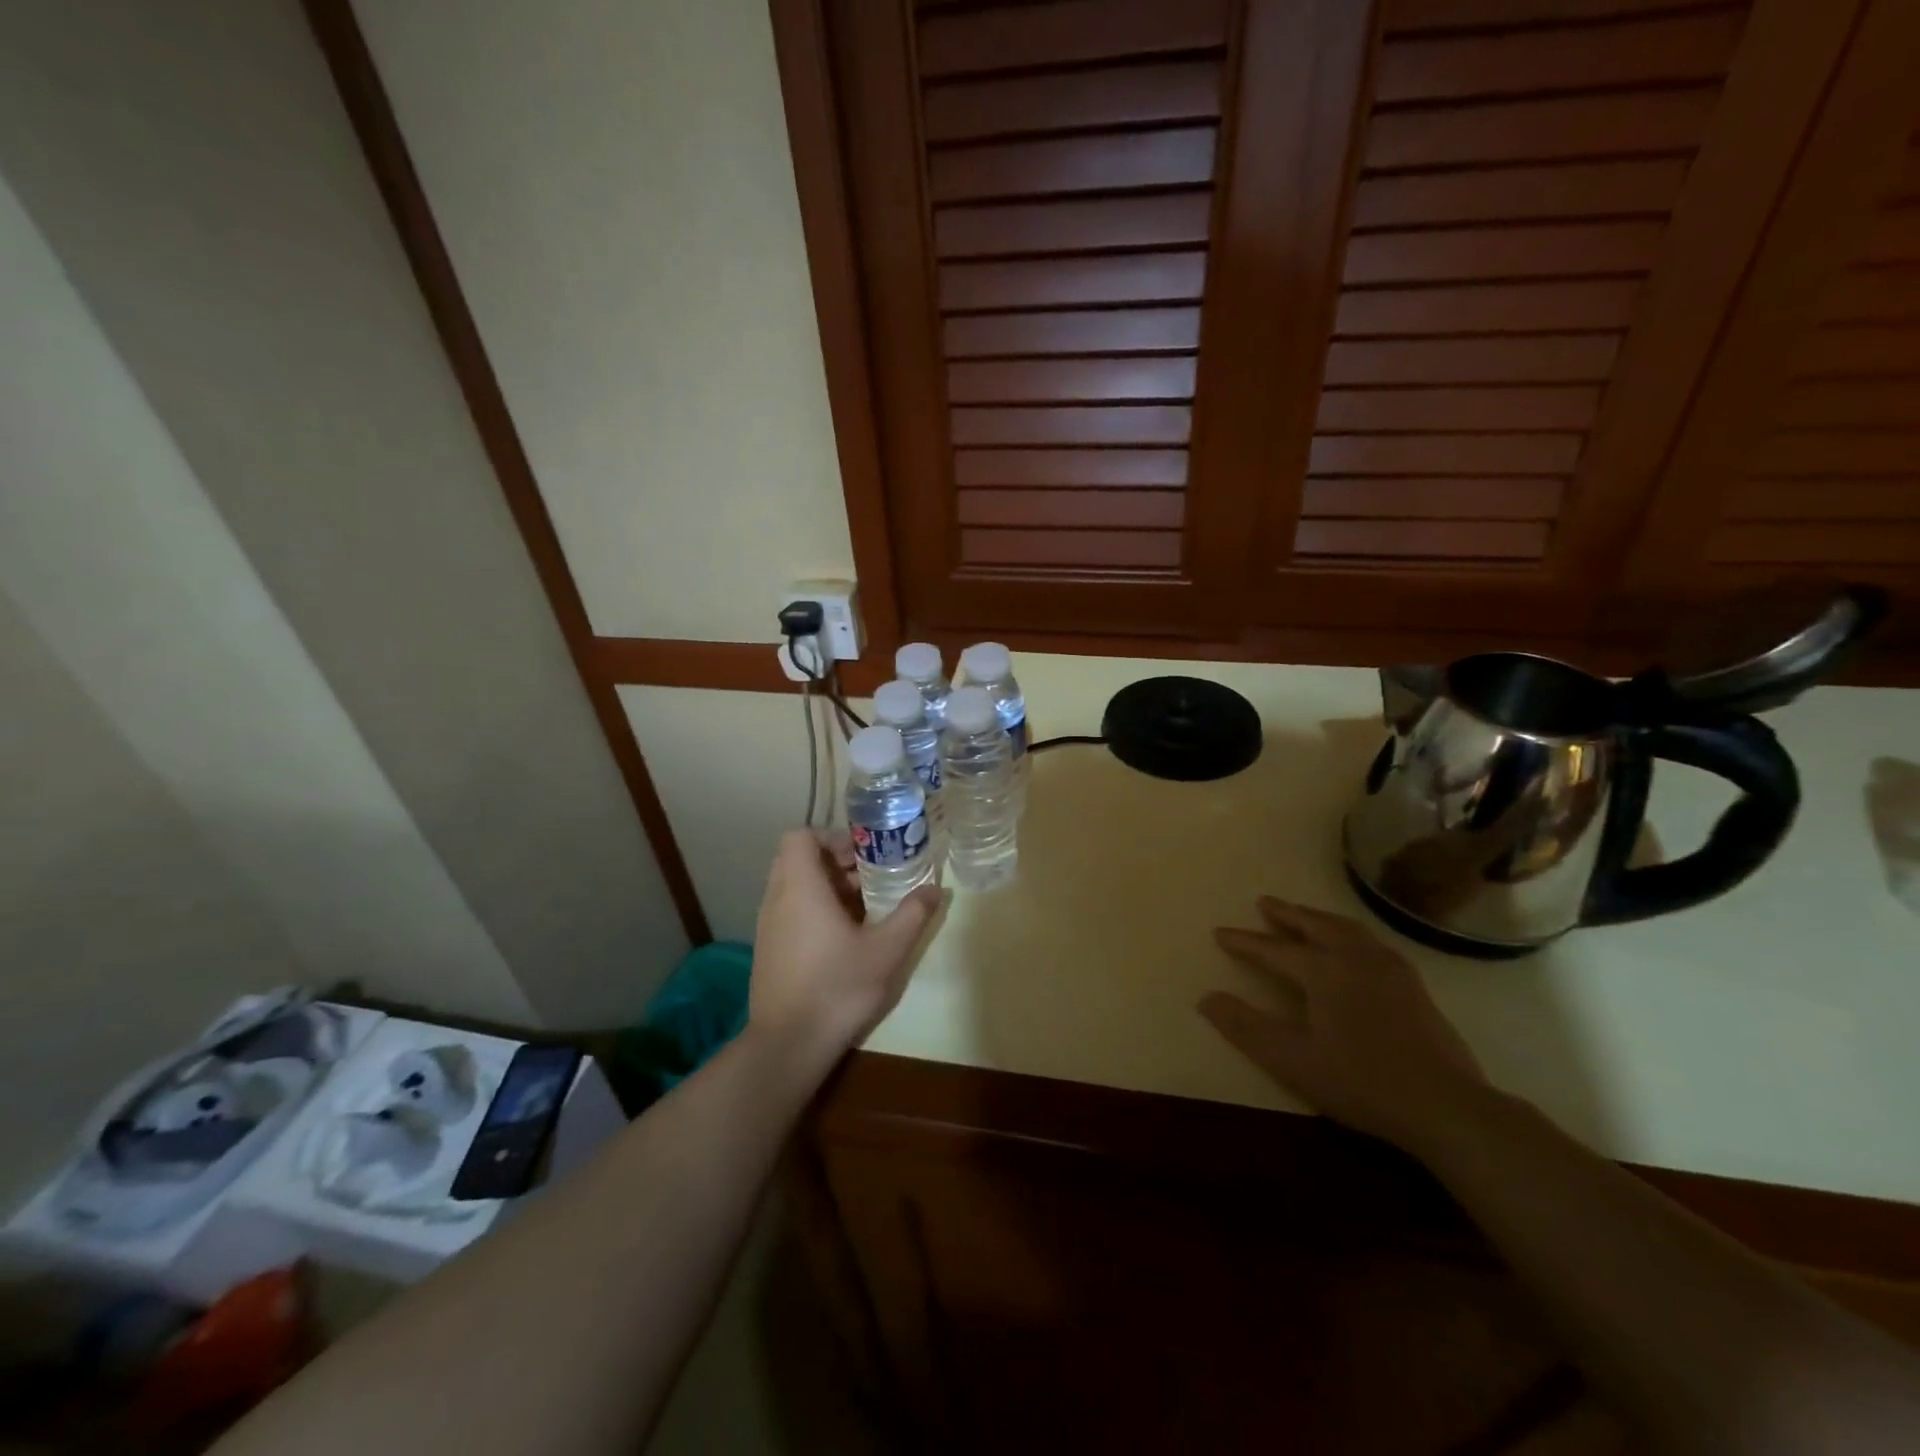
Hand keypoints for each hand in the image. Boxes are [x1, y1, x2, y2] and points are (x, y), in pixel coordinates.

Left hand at [747, 831, 939, 1073]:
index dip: (831, 837)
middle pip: (798, 860)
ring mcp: (768, 926)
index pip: (800, 837)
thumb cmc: (837, 987)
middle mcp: (777, 899)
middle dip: (835, 862)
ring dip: (827, 888)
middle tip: (871, 878)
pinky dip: (814, 910)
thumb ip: (911, 915)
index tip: (862, 854)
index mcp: (800, 887)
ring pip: (794, 887)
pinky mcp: (768, 950)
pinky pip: (790, 911)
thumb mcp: (886, 950)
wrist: (788, 1045)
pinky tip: (845, 938)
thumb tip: (934, 890)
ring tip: (865, 908)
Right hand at [1199, 897, 1487, 1149]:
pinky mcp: (1413, 986)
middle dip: (1286, 914)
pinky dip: (1350, 933)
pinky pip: (1372, 942)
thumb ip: (1245, 1027)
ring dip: (1319, 918)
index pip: (1274, 949)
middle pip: (1314, 926)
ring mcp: (1390, 969)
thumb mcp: (1292, 1060)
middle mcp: (1356, 958)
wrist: (1445, 1106)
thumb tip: (1206, 998)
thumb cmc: (1361, 1081)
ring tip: (1305, 915)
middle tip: (1264, 903)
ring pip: (1347, 929)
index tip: (1220, 933)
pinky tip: (1356, 946)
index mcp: (1324, 971)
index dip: (1244, 942)